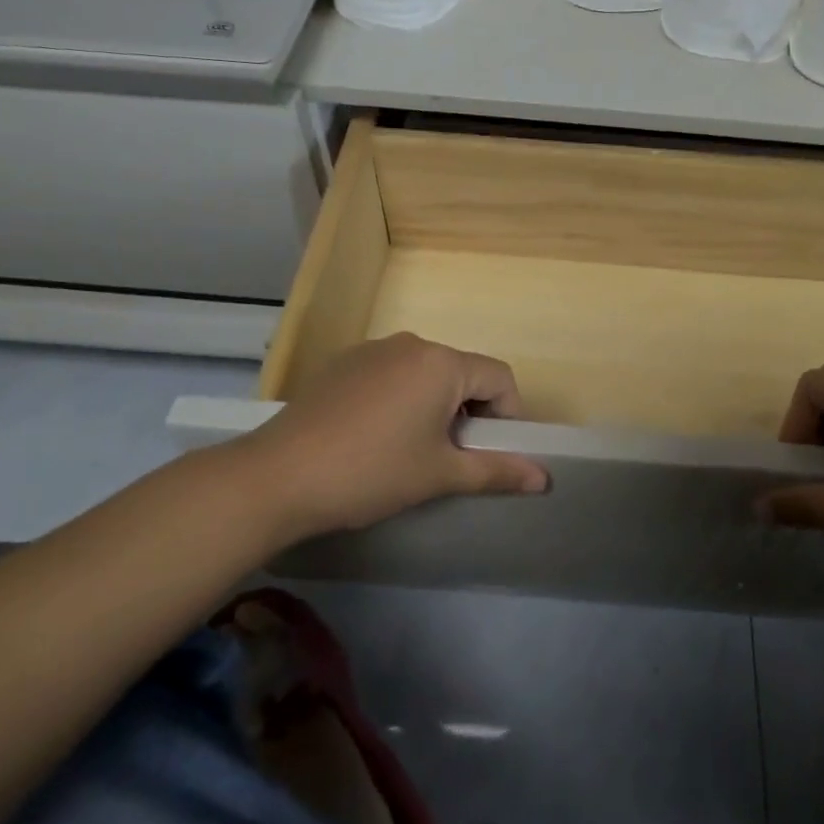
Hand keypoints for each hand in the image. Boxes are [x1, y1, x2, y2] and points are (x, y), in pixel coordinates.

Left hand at [244, 333, 548, 537]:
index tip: (488, 453)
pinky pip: (391, 375)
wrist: (278, 476)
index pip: (500, 377)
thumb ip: (497, 470)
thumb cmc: (372, 472)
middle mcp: (411, 343)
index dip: (507, 416)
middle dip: (469, 412)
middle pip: (463, 373)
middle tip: (449, 457)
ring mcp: (372, 350)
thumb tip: (546, 479)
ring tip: (411, 450)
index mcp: (442, 363)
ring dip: (434, 406)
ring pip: (426, 374)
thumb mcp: (440, 474)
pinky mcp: (342, 364)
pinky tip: (374, 437)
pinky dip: (400, 400)